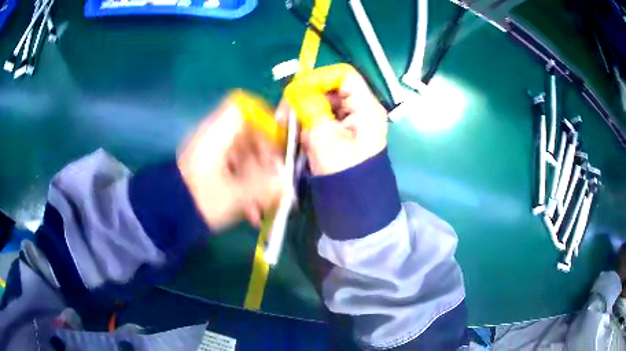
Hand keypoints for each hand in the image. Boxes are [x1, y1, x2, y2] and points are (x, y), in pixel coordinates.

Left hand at [177, 92, 285, 230]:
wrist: (168, 217)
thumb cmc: (201, 201)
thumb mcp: (237, 195)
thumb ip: (266, 187)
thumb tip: (288, 183)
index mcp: (217, 134)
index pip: (242, 107)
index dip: (264, 119)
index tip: (279, 142)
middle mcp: (213, 138)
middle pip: (248, 135)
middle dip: (266, 160)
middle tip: (276, 182)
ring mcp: (210, 154)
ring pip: (243, 157)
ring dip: (257, 180)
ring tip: (263, 207)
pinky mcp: (208, 169)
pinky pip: (233, 170)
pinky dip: (244, 187)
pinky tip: (251, 212)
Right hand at [284, 64, 387, 175]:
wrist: (355, 201)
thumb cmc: (344, 173)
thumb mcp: (324, 138)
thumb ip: (310, 109)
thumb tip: (297, 91)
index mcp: (365, 107)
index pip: (344, 75)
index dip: (319, 77)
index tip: (297, 92)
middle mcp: (362, 108)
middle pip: (331, 87)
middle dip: (306, 97)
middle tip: (285, 114)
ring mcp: (353, 120)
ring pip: (324, 102)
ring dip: (304, 111)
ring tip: (289, 127)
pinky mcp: (344, 130)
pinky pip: (324, 116)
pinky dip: (309, 121)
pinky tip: (299, 134)